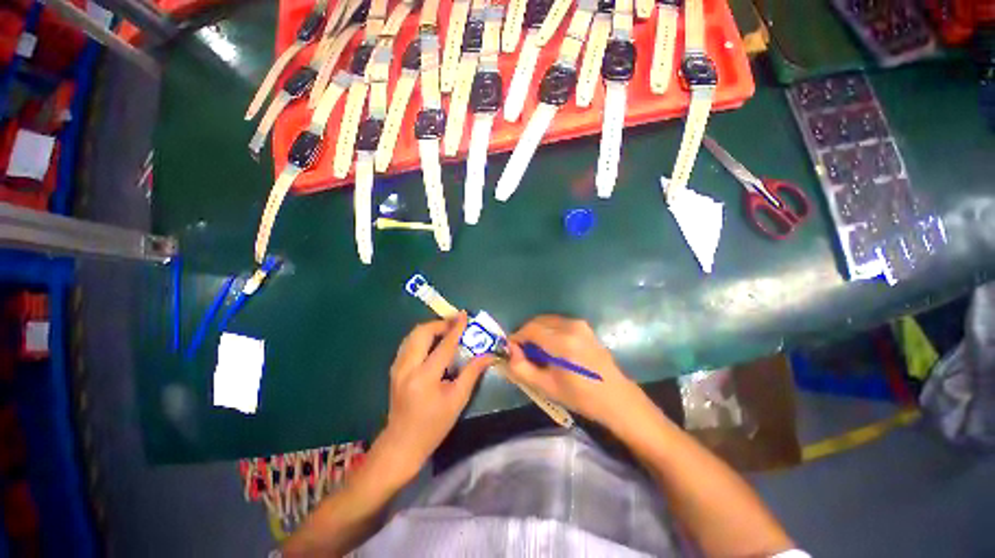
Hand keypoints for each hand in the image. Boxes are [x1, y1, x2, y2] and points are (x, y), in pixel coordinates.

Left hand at [379, 313, 491, 478]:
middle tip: (455, 323)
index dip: (456, 328)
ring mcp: (397, 367)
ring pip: (412, 335)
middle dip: (440, 323)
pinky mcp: (394, 369)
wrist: (402, 444)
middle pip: (422, 333)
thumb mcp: (457, 400)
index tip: (464, 315)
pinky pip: (408, 343)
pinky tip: (433, 342)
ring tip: (446, 329)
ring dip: (430, 328)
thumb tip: (488, 355)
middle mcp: (407, 367)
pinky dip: (422, 336)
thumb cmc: (433, 425)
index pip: (444, 345)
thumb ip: (472, 373)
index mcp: (425, 377)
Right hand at [506, 315, 649, 429]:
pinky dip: (549, 331)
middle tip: (524, 353)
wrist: (615, 397)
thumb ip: (521, 368)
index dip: (517, 338)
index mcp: (561, 343)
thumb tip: (509, 352)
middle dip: (526, 335)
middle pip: (537, 322)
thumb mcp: (546, 387)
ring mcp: (579, 324)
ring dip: (537, 332)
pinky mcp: (584, 326)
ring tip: (538, 352)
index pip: (529, 329)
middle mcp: (570, 327)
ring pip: (547, 321)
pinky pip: (558, 323)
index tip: (512, 351)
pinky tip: (552, 348)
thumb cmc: (580, 396)